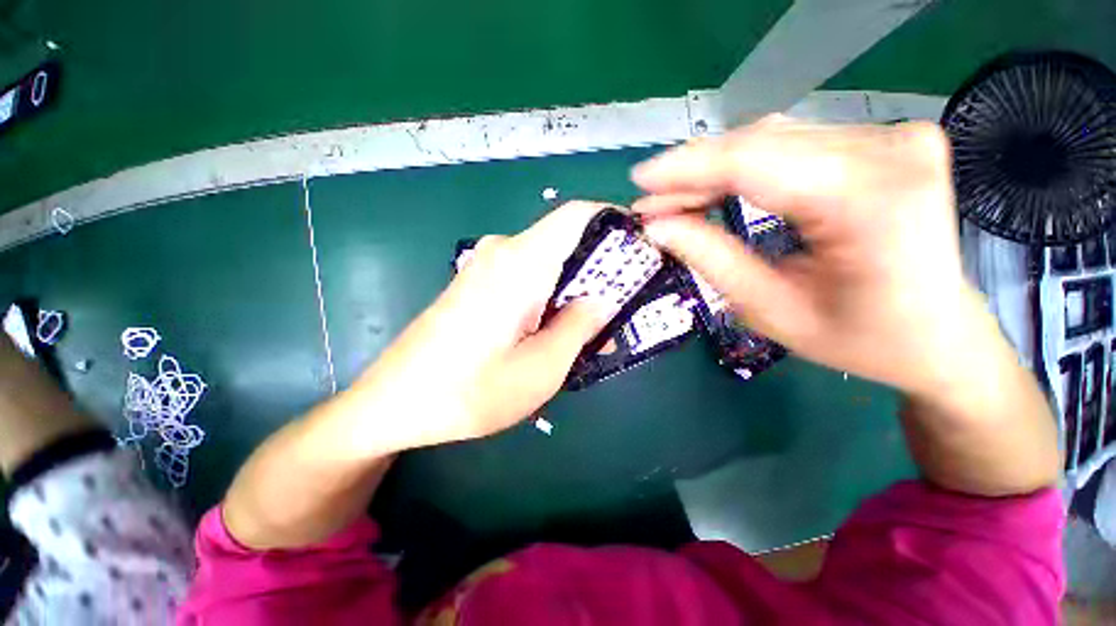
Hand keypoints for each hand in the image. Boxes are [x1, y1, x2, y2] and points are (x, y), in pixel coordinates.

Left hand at [352, 201, 618, 450]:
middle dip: (600, 270)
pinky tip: (555, 331)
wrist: (393, 402)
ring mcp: (486, 267)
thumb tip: (603, 298)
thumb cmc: (467, 392)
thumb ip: (579, 326)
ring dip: (576, 289)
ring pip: (549, 263)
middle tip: (621, 308)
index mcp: (519, 263)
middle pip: (566, 241)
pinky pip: (528, 278)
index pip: (577, 215)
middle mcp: (502, 252)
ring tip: (591, 331)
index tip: (640, 250)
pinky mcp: (478, 284)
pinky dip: (552, 297)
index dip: (614, 223)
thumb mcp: (540, 368)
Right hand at [631, 116, 983, 396]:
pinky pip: (794, 144)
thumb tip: (656, 226)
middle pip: (762, 145)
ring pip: (774, 139)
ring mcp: (894, 138)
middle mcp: (891, 151)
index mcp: (872, 202)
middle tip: (652, 201)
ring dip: (715, 169)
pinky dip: (746, 166)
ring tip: (676, 199)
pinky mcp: (886, 142)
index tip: (640, 182)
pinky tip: (716, 187)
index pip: (755, 164)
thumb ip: (711, 259)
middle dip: (694, 173)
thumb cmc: (861, 339)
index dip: (687, 170)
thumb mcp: (772, 309)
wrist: (940, 336)